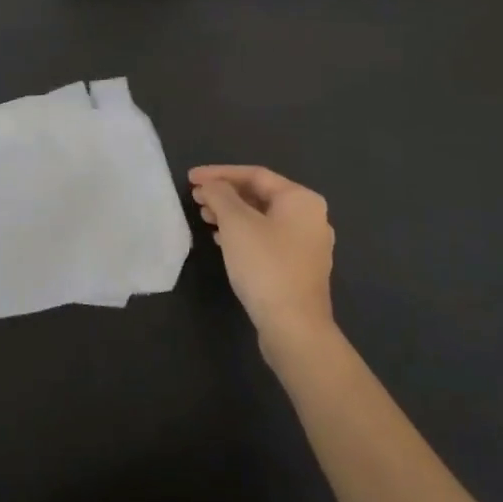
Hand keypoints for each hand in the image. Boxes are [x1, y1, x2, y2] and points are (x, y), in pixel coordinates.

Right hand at [189, 165, 337, 362]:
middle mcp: (310, 217)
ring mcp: (308, 245)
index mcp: (301, 199)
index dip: (219, 173)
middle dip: (225, 194)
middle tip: (196, 198)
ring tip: (204, 217)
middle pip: (260, 195)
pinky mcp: (299, 269)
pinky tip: (222, 241)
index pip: (254, 174)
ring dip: (231, 214)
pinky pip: (267, 239)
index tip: (191, 178)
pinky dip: (243, 234)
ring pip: (262, 219)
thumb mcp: (236, 223)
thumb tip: (211, 185)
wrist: (294, 328)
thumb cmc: (265, 265)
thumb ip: (220, 195)